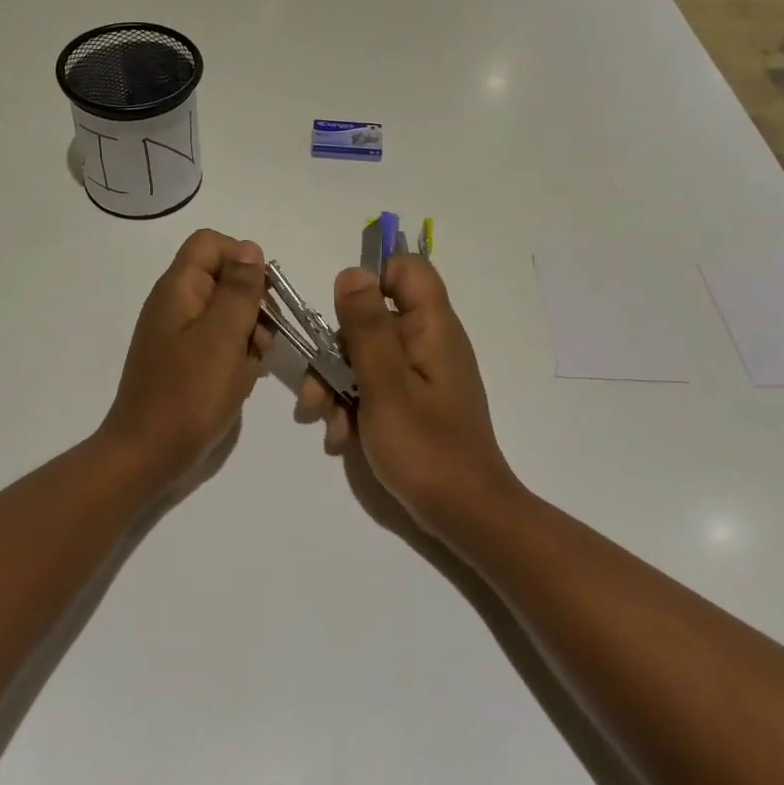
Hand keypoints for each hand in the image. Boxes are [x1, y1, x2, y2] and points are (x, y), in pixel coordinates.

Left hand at [97, 229, 272, 487]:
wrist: (147, 456)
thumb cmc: (188, 394)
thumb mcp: (223, 337)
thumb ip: (240, 290)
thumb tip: (250, 248)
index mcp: (178, 289)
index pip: (211, 244)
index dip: (243, 259)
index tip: (262, 295)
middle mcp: (175, 304)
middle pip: (222, 278)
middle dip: (251, 303)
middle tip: (262, 338)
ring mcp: (178, 335)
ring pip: (226, 313)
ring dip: (248, 333)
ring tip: (253, 364)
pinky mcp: (184, 363)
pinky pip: (218, 343)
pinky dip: (235, 356)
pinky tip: (241, 381)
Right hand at [298, 255, 522, 532]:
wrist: (465, 514)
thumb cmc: (425, 447)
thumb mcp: (385, 384)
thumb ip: (366, 327)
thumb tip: (352, 273)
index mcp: (431, 327)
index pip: (407, 269)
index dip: (372, 280)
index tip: (343, 315)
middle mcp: (428, 342)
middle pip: (372, 318)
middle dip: (336, 352)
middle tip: (318, 391)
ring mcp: (420, 373)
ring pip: (365, 356)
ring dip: (337, 385)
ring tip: (324, 421)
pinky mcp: (413, 401)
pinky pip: (375, 386)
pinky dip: (354, 406)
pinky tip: (341, 438)